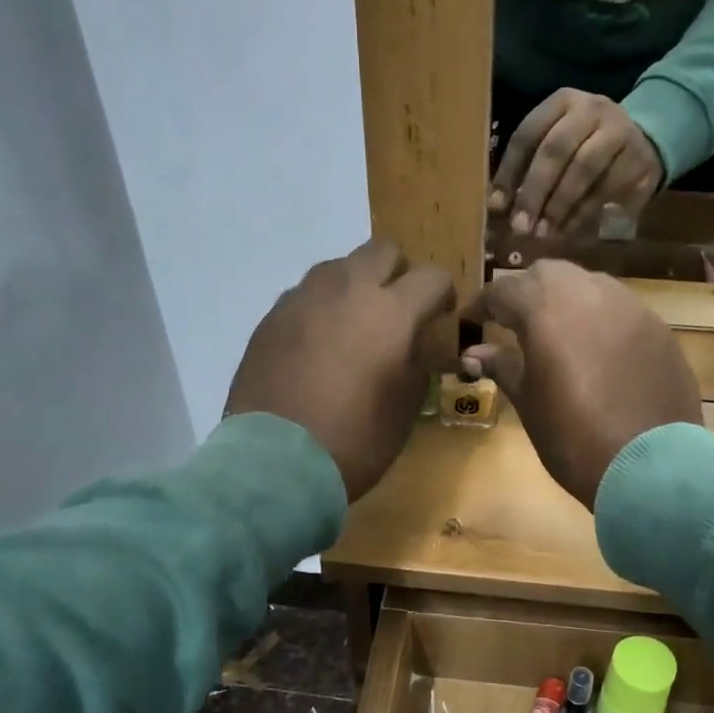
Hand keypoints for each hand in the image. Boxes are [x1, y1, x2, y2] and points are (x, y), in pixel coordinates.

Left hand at [225, 240, 455, 499]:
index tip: (438, 317)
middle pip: (382, 251)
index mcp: (391, 312)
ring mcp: (303, 299)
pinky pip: (305, 295)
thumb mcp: (405, 409)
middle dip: (398, 275)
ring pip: (339, 267)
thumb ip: (417, 364)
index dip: (442, 295)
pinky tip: (317, 345)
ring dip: (355, 286)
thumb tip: (415, 345)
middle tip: (397, 312)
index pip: (432, 277)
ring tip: (353, 326)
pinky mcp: (271, 317)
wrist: (276, 461)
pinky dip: (320, 308)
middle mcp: (347, 290)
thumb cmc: (354, 441)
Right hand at [460, 261, 701, 509]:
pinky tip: (595, 349)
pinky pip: (619, 309)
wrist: (650, 466)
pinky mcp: (658, 329)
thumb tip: (474, 352)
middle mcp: (590, 293)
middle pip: (549, 274)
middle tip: (511, 320)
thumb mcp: (529, 403)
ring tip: (554, 331)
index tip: (470, 320)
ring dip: (565, 299)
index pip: (504, 290)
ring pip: (588, 285)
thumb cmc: (573, 436)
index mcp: (548, 308)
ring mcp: (631, 307)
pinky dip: (598, 318)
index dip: (483, 304)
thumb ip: (502, 366)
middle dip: (526, 292)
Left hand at [489, 89, 663, 239]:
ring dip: (559, 206)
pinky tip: (567, 232)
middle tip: (520, 227)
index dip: (510, 171)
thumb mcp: (556, 146)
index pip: (528, 133)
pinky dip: (583, 214)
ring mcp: (619, 131)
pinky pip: (606, 189)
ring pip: (583, 170)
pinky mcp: (637, 159)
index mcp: (562, 102)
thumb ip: (527, 169)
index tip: (497, 206)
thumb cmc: (586, 147)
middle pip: (556, 149)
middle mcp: (591, 109)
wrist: (646, 142)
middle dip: (534, 191)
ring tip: (543, 233)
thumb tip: (496, 206)